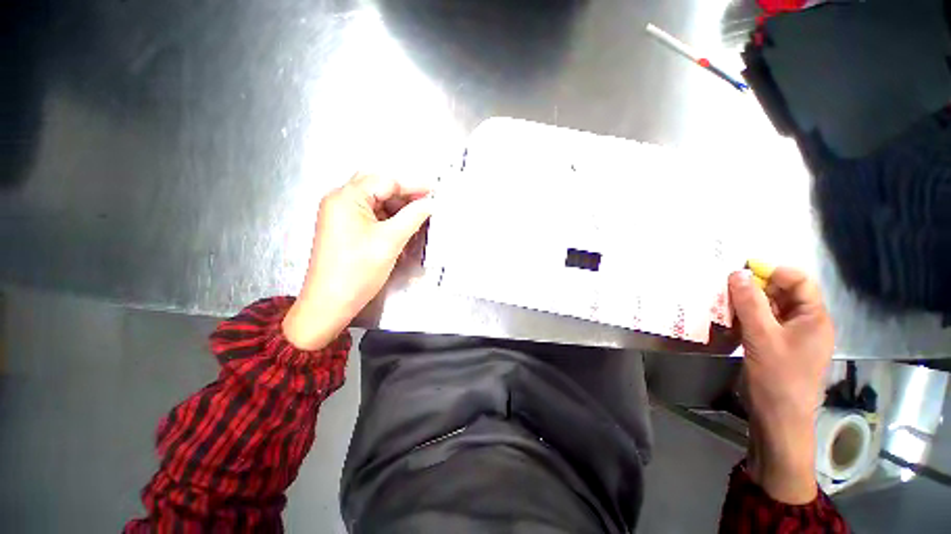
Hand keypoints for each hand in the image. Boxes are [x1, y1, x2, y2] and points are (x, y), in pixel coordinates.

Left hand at [282, 173, 432, 349]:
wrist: (330, 303)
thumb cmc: (357, 271)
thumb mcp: (390, 240)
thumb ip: (413, 217)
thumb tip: (430, 203)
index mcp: (346, 198)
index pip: (385, 181)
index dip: (412, 185)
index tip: (433, 190)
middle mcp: (339, 201)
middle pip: (377, 186)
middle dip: (403, 193)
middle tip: (425, 202)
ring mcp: (339, 215)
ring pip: (374, 201)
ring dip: (396, 206)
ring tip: (416, 216)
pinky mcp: (343, 228)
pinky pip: (369, 214)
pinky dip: (387, 217)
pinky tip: (401, 226)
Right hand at [728, 266, 834, 503]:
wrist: (779, 418)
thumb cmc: (778, 377)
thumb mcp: (762, 337)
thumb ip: (750, 303)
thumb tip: (737, 273)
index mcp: (814, 318)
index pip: (799, 281)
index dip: (773, 272)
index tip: (742, 270)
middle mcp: (807, 323)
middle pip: (784, 293)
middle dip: (757, 287)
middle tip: (727, 287)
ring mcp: (792, 336)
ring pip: (771, 308)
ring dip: (749, 303)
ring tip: (724, 301)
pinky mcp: (778, 346)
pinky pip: (764, 322)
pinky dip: (747, 317)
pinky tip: (730, 319)